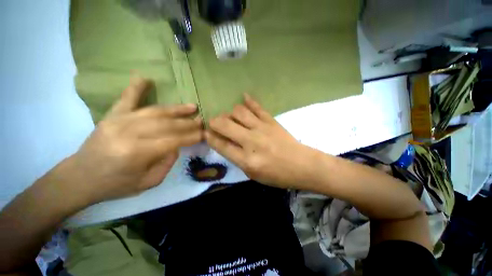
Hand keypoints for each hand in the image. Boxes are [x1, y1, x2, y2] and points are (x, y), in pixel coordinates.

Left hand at [57, 78, 202, 204]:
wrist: (80, 178)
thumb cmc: (115, 185)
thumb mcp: (148, 182)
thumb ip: (167, 163)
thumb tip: (177, 145)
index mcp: (137, 153)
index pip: (173, 141)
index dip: (191, 137)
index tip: (204, 134)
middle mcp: (129, 133)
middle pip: (167, 124)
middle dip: (188, 123)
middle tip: (201, 121)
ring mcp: (119, 121)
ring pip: (155, 111)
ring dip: (176, 109)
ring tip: (192, 106)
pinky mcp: (112, 116)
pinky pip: (126, 99)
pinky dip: (136, 87)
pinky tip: (145, 78)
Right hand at [205, 94, 315, 188]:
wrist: (302, 165)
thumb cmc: (277, 175)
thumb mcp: (253, 174)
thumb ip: (237, 159)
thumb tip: (225, 143)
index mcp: (246, 160)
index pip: (221, 144)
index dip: (210, 137)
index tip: (205, 133)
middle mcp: (251, 141)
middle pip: (225, 124)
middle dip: (214, 122)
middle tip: (215, 123)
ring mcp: (262, 128)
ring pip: (239, 111)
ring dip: (230, 113)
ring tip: (231, 118)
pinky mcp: (271, 121)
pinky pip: (257, 107)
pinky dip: (249, 101)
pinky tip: (244, 97)